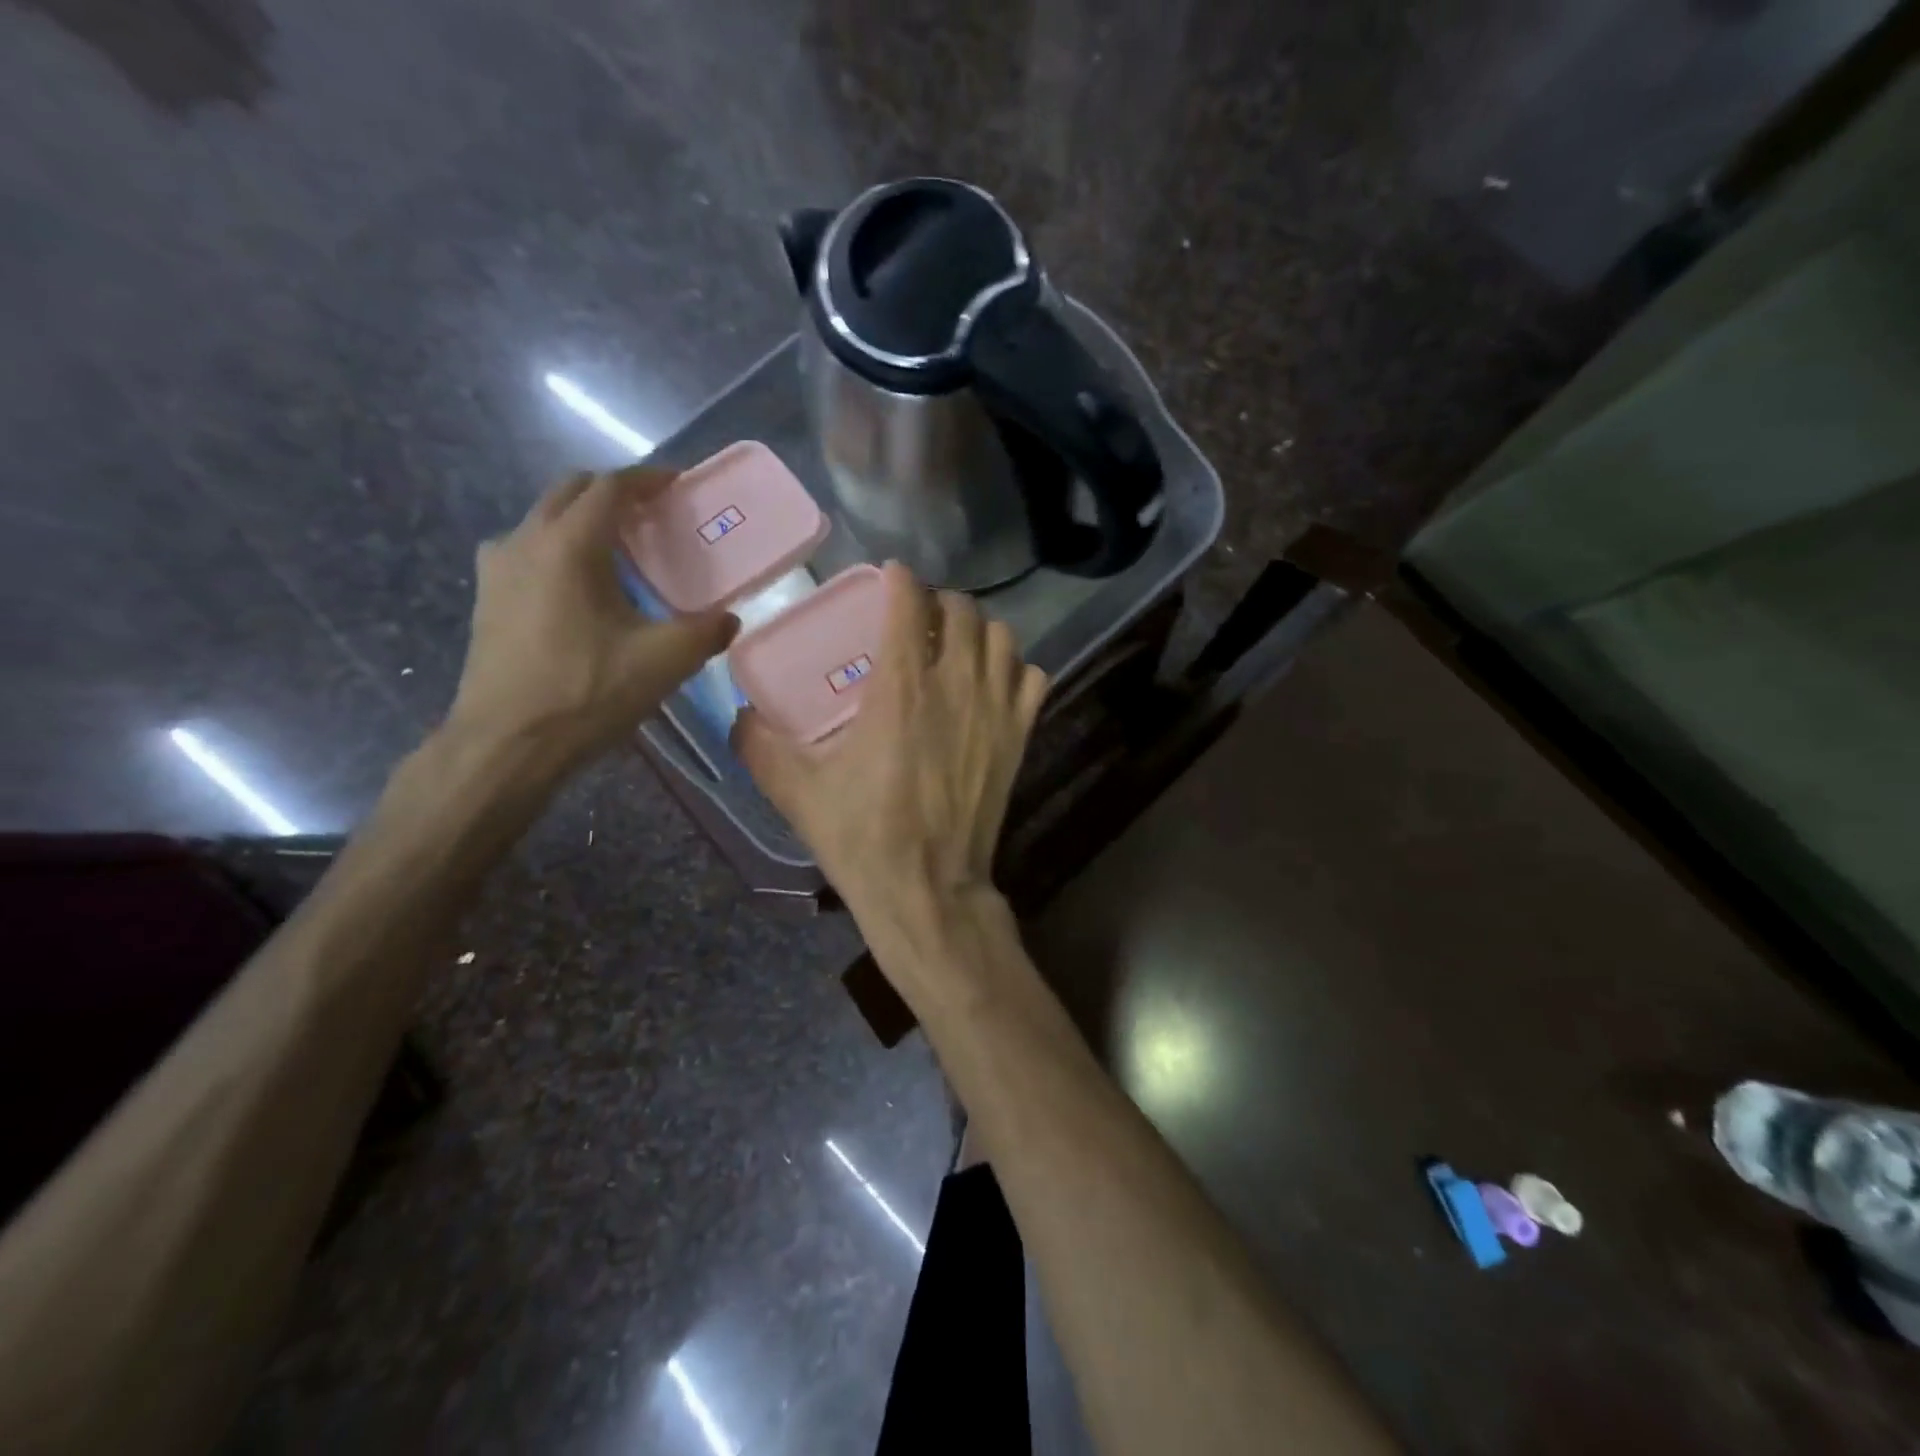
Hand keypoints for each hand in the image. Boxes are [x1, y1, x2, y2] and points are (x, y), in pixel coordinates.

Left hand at [446, 467, 736, 772]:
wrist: (508, 743)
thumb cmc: (587, 693)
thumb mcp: (664, 662)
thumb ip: (706, 632)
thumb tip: (730, 620)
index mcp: (569, 546)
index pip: (610, 487)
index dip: (648, 479)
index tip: (678, 485)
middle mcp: (525, 541)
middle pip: (570, 492)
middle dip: (614, 493)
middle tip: (652, 514)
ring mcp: (497, 568)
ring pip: (543, 519)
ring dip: (582, 520)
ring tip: (619, 550)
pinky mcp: (488, 597)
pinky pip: (526, 550)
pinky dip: (558, 548)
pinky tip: (579, 586)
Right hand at [732, 563, 1047, 932]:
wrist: (927, 888)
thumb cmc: (862, 837)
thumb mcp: (796, 792)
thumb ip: (760, 745)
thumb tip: (741, 714)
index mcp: (901, 689)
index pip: (909, 604)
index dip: (901, 580)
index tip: (892, 576)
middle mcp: (955, 686)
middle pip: (962, 610)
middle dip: (940, 602)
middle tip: (919, 616)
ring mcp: (995, 710)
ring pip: (1001, 637)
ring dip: (979, 630)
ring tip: (957, 644)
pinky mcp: (1019, 737)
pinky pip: (1033, 678)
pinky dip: (1015, 669)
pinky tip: (994, 682)